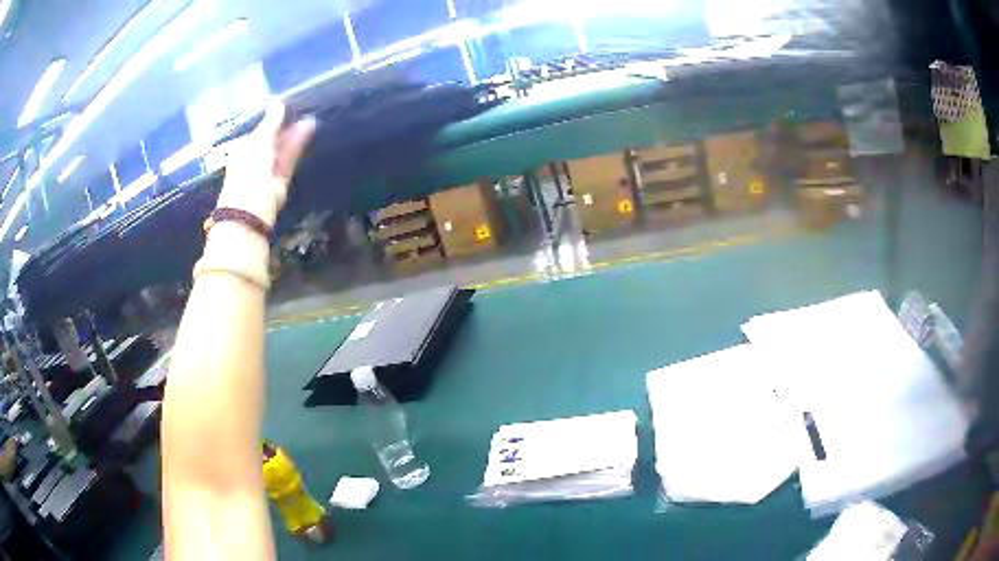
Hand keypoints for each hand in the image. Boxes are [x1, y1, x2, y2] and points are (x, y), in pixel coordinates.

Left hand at [215, 101, 316, 226]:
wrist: (251, 208)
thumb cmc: (248, 170)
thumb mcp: (258, 140)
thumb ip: (271, 122)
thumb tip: (279, 104)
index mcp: (243, 148)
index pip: (259, 130)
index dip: (272, 118)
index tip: (288, 104)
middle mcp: (255, 158)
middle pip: (272, 138)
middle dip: (285, 125)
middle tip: (302, 109)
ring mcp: (269, 169)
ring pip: (283, 148)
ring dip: (295, 133)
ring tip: (310, 117)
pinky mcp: (282, 179)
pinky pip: (290, 158)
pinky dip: (298, 144)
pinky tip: (309, 129)